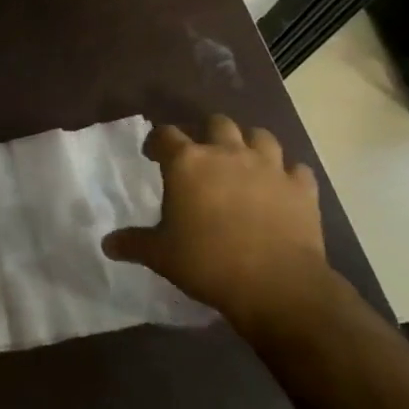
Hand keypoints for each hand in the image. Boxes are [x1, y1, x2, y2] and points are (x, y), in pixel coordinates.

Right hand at [103, 116, 336, 328]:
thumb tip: (107, 244)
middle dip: (206, 132)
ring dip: (248, 143)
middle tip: (199, 155)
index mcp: (188, 163)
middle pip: (216, 123)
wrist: (276, 285)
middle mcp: (228, 153)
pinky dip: (286, 173)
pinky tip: (280, 187)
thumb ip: (133, 243)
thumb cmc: (207, 263)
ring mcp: (270, 167)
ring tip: (242, 160)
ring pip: (260, 135)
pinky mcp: (301, 187)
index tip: (152, 155)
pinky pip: (295, 169)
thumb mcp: (160, 255)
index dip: (156, 142)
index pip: (165, 134)